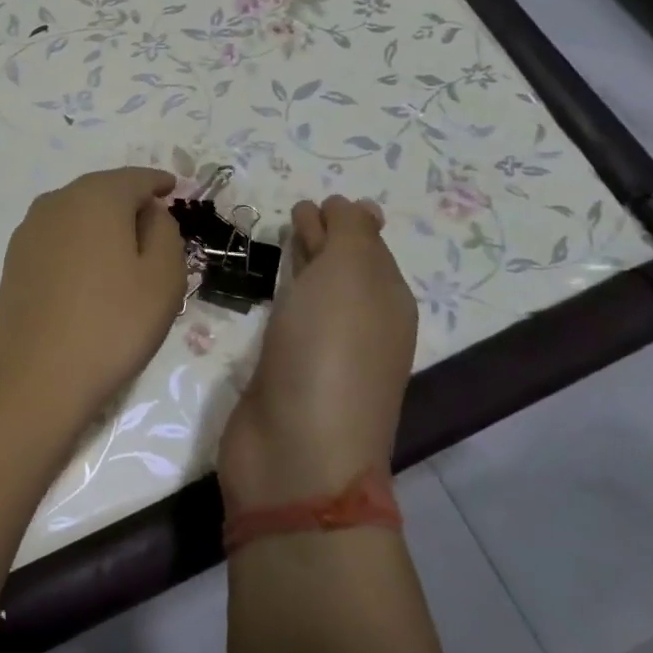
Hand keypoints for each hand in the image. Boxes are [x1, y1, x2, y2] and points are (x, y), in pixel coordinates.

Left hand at [0, 167, 187, 433]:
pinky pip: (57, 236)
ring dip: (101, 222)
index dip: (159, 182)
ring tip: (123, 249)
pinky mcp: (15, 259)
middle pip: (102, 190)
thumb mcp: (164, 278)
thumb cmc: (112, 325)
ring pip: (76, 212)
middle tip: (154, 223)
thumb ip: (165, 231)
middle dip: (129, 201)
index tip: (173, 189)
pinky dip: (78, 242)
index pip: (136, 178)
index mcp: (96, 197)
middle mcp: (57, 201)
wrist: (36, 377)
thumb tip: (149, 212)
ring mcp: (29, 229)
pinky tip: (88, 269)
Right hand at [217, 196, 416, 507]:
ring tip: (278, 242)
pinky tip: (266, 291)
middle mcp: (363, 326)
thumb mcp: (349, 276)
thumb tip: (349, 207)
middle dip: (325, 241)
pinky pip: (288, 320)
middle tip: (295, 214)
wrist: (297, 451)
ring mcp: (324, 355)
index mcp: (386, 301)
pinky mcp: (287, 375)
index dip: (345, 221)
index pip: (369, 247)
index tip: (316, 201)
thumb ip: (350, 235)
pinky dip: (282, 297)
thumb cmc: (328, 353)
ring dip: (303, 267)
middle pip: (344, 270)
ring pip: (316, 295)